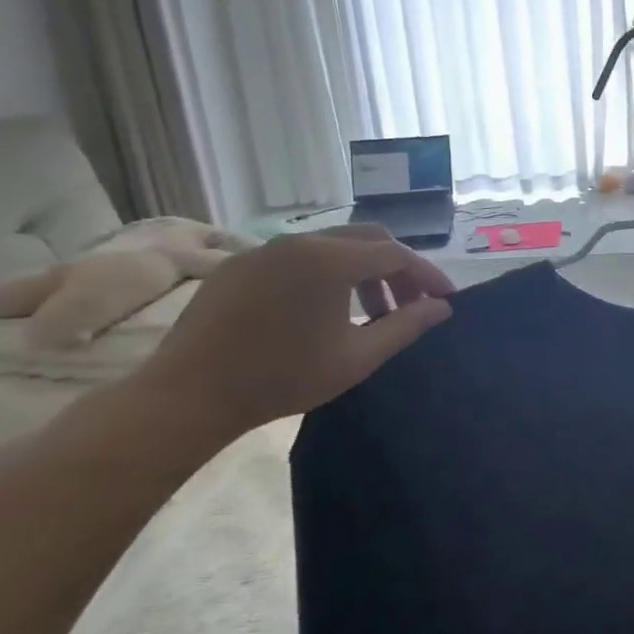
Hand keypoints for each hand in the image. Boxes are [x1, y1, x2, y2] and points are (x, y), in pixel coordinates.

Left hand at [130, 227, 453, 440]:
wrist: (188, 394)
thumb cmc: (282, 377)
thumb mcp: (357, 357)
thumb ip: (406, 326)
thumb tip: (441, 307)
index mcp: (331, 260)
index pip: (397, 255)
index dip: (427, 276)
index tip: (445, 300)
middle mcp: (301, 241)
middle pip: (368, 239)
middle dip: (397, 269)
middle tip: (408, 306)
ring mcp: (266, 248)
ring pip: (332, 245)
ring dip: (361, 271)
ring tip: (368, 312)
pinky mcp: (239, 264)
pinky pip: (297, 256)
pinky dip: (325, 273)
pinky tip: (321, 309)